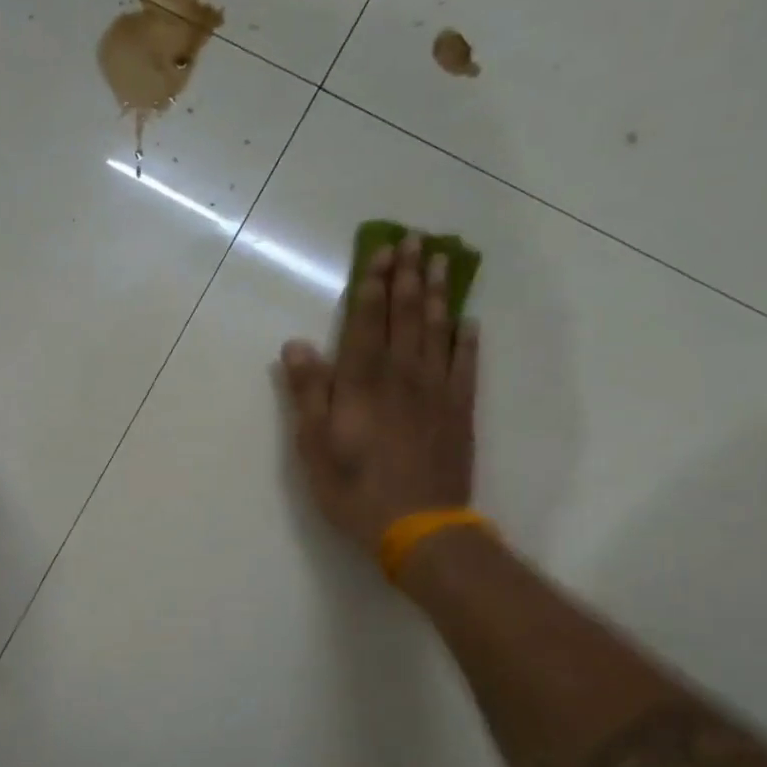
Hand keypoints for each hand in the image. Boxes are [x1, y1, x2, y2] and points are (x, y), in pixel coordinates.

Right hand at [279, 236, 478, 551]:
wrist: (418, 526)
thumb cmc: (353, 488)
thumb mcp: (313, 445)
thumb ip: (308, 392)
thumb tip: (297, 344)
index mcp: (363, 382)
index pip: (368, 321)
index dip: (374, 284)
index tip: (382, 251)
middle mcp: (402, 375)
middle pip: (407, 315)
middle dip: (408, 276)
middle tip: (417, 240)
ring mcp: (436, 391)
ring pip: (438, 331)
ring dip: (438, 294)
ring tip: (442, 262)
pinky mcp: (460, 411)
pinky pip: (467, 365)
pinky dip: (468, 339)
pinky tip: (469, 320)